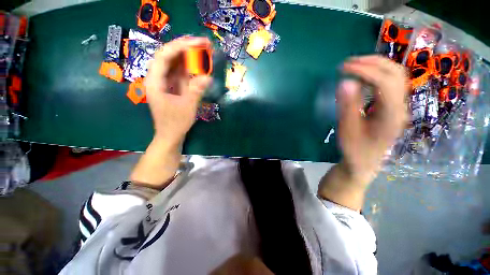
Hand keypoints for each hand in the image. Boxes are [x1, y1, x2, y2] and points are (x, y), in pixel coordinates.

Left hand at [145, 36, 212, 145]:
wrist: (170, 136)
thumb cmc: (175, 124)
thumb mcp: (187, 107)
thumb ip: (196, 91)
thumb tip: (208, 77)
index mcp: (155, 82)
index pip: (164, 57)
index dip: (179, 47)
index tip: (196, 42)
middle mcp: (158, 79)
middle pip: (169, 57)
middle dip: (185, 49)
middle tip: (202, 43)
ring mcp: (166, 83)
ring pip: (176, 65)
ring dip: (189, 58)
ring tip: (203, 51)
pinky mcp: (173, 88)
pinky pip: (181, 75)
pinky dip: (190, 70)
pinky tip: (199, 66)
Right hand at [338, 55, 408, 185]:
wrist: (364, 162)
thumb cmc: (355, 149)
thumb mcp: (347, 130)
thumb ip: (347, 107)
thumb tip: (345, 82)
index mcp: (391, 115)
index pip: (384, 82)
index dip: (364, 70)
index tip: (343, 68)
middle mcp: (400, 106)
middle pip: (395, 73)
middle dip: (372, 62)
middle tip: (348, 63)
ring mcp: (399, 106)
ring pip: (395, 75)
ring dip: (375, 65)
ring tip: (354, 66)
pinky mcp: (393, 106)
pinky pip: (389, 83)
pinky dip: (375, 74)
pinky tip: (361, 77)